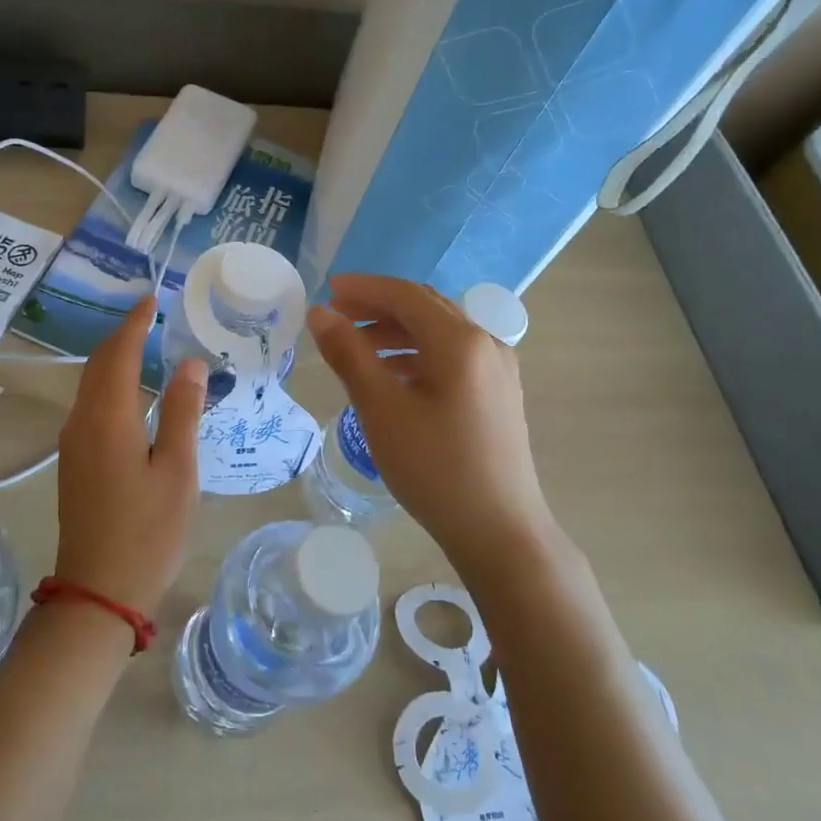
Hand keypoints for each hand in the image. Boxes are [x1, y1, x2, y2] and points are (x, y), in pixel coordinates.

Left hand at [53, 295, 207, 617]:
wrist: (97, 593)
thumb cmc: (147, 532)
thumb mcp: (177, 471)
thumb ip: (182, 413)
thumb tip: (189, 363)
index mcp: (108, 417)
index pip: (120, 353)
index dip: (136, 323)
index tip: (152, 299)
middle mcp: (82, 421)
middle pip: (98, 364)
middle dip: (122, 335)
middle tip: (150, 316)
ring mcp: (73, 442)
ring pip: (90, 384)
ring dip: (113, 358)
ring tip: (143, 344)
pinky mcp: (74, 462)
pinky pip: (90, 404)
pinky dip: (109, 383)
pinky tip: (130, 392)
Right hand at [306, 274, 554, 568]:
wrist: (499, 532)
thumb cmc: (435, 467)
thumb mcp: (381, 408)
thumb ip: (349, 354)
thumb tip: (320, 314)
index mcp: (460, 340)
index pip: (405, 295)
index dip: (364, 288)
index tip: (327, 291)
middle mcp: (486, 343)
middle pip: (425, 308)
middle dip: (378, 306)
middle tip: (336, 315)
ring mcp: (497, 369)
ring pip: (439, 332)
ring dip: (396, 331)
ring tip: (356, 347)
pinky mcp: (498, 394)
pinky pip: (451, 356)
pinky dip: (417, 354)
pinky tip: (392, 375)